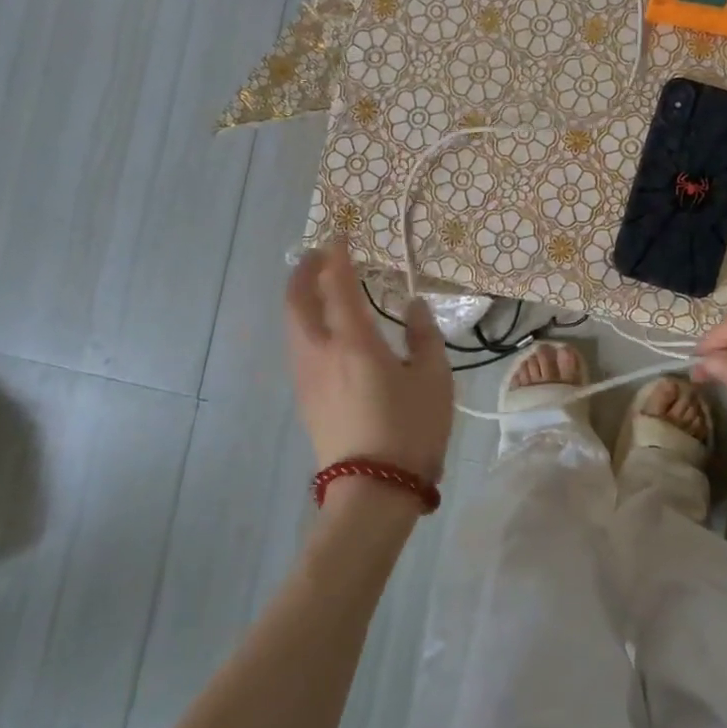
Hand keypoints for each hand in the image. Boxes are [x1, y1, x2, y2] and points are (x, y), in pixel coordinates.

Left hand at [284, 238, 452, 485]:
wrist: (372, 491)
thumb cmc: (410, 430)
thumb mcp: (433, 379)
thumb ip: (424, 336)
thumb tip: (413, 307)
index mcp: (353, 341)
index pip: (338, 284)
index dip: (337, 256)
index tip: (340, 236)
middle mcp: (320, 352)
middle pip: (297, 300)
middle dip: (304, 272)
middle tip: (317, 255)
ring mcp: (306, 377)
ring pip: (292, 324)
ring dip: (300, 297)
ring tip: (318, 287)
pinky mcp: (305, 398)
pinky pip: (298, 346)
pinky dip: (304, 323)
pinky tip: (323, 330)